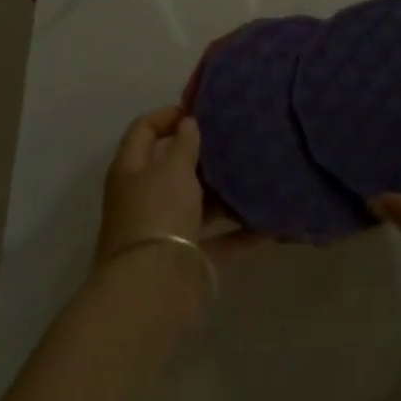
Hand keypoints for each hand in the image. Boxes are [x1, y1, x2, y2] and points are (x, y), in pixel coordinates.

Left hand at [94, 106, 260, 268]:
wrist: (153, 290)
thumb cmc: (159, 213)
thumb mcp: (173, 167)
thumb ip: (184, 142)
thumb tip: (187, 123)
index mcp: (131, 170)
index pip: (143, 130)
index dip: (168, 115)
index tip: (201, 111)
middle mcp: (144, 197)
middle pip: (171, 167)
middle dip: (200, 154)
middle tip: (234, 137)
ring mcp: (165, 230)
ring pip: (196, 203)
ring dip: (222, 192)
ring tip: (256, 172)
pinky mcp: (187, 259)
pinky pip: (218, 238)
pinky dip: (240, 231)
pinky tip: (269, 220)